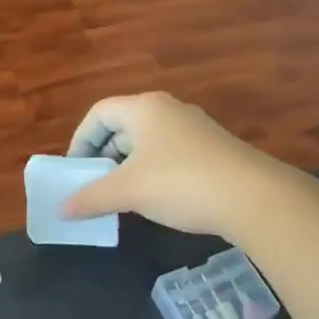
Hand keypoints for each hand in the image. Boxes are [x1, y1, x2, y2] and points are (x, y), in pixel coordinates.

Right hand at [61, 91, 269, 235]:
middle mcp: (169, 109)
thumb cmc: (180, 183)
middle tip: (95, 183)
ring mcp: (196, 128)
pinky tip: (158, 199)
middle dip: (104, 155)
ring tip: (123, 195)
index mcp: (144, 108)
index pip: (99, 114)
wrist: (256, 198)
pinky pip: (171, 153)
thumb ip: (91, 198)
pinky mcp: (215, 149)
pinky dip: (154, 171)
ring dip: (129, 165)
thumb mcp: (128, 192)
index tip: (76, 170)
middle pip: (123, 126)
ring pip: (148, 141)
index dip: (80, 140)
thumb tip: (62, 210)